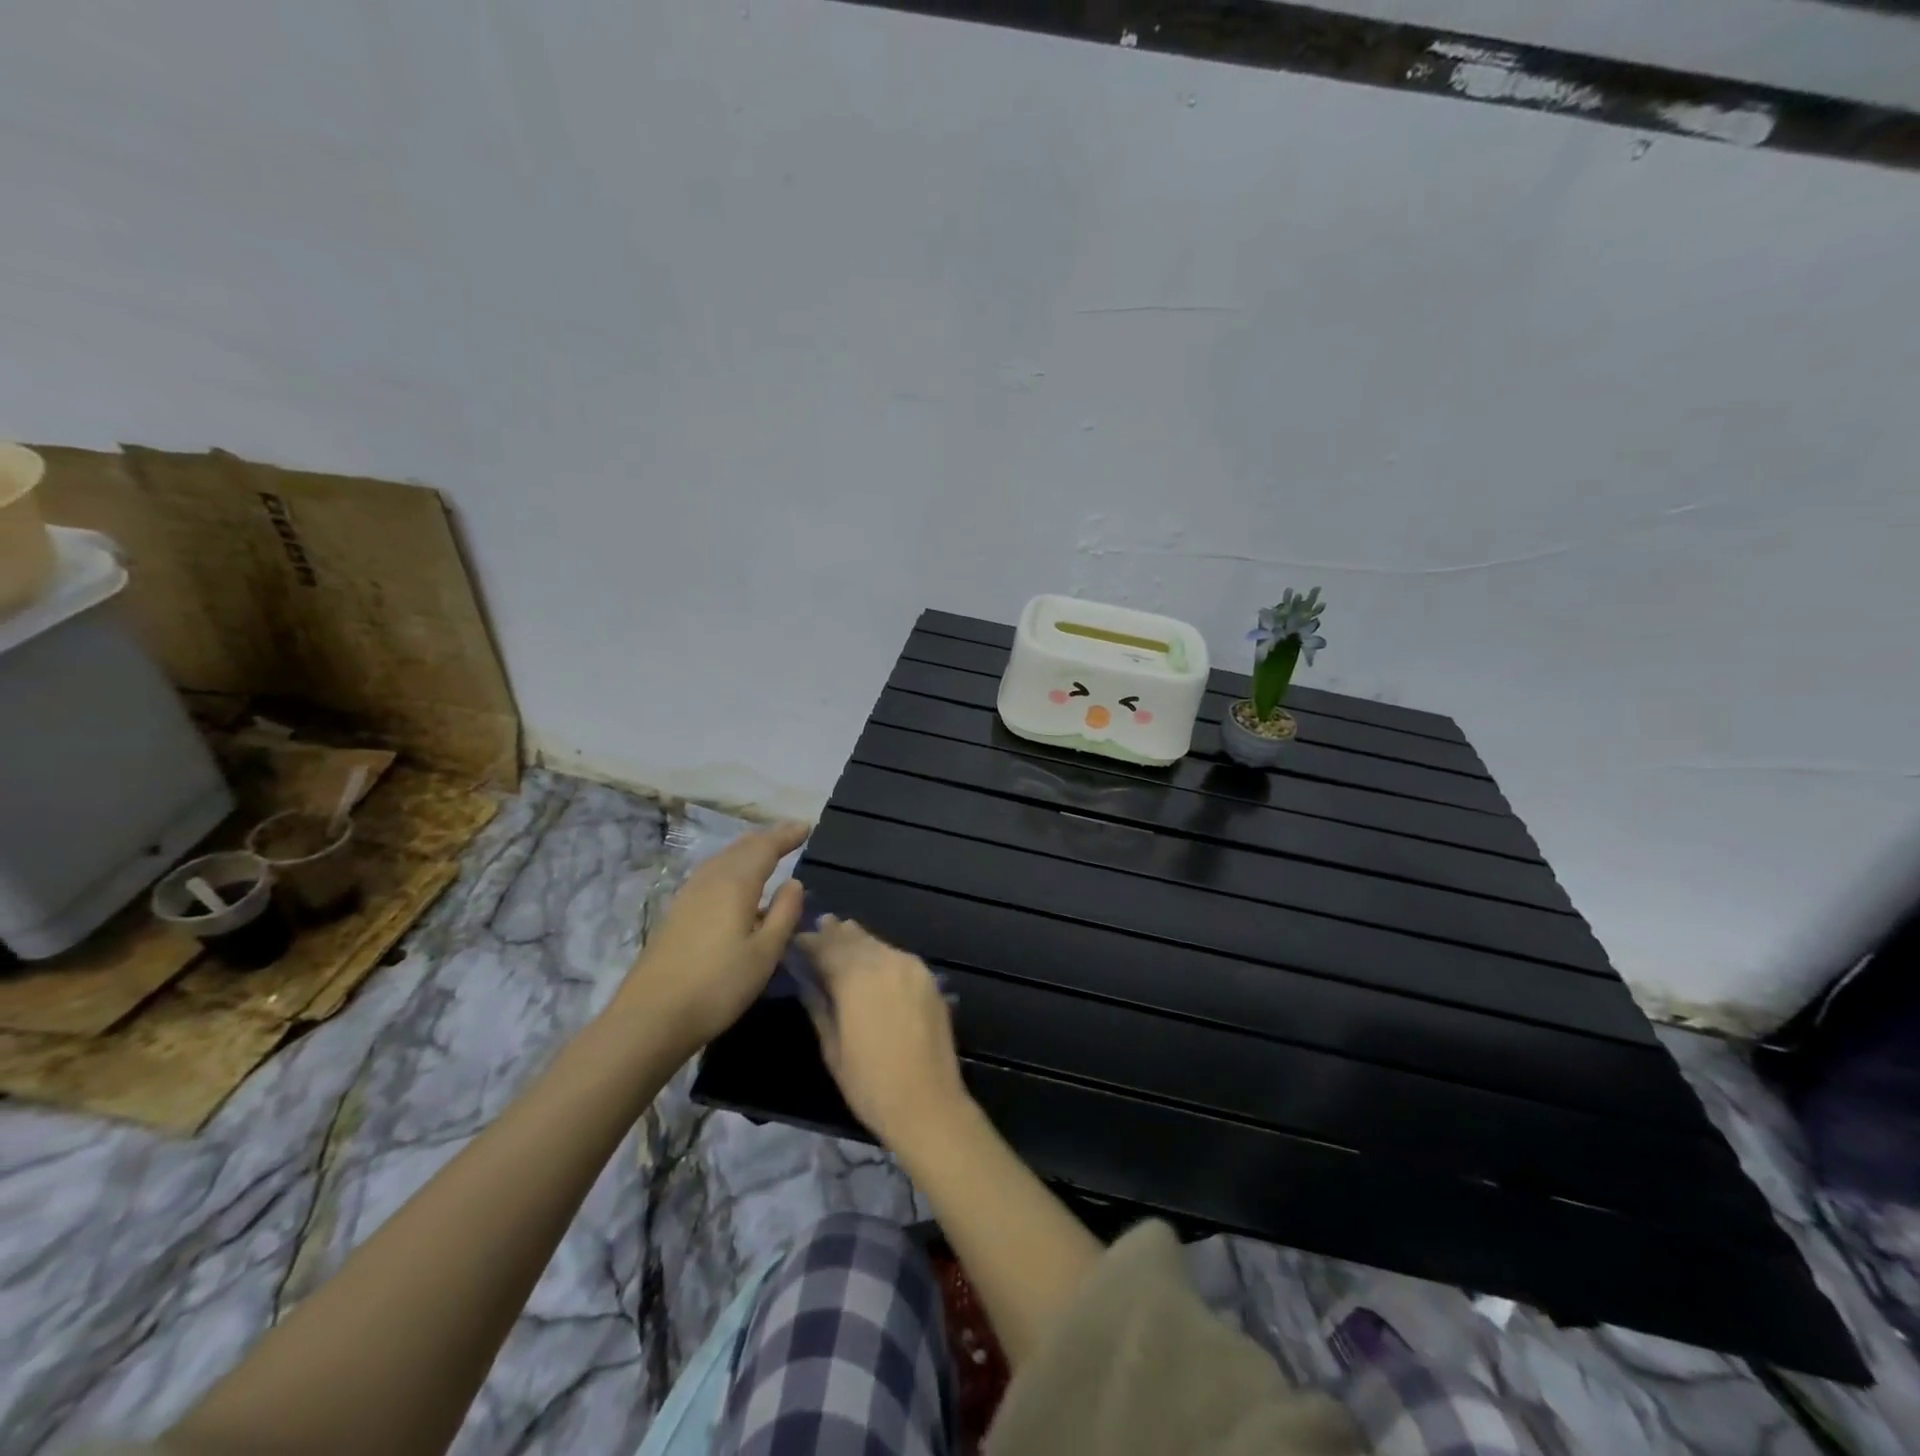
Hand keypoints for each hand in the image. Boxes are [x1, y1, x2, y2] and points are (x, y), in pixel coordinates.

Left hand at [619, 822, 808, 1052]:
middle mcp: (710, 880)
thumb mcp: (765, 953)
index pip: (765, 848)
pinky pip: (710, 874)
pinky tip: (733, 883)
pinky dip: (730, 866)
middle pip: (741, 848)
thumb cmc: (719, 985)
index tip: (805, 827)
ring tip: (765, 851)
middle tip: (789, 833)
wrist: (651, 1017)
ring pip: (722, 859)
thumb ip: (784, 914)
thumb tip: (794, 883)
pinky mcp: (676, 913)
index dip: (786, 836)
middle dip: (767, 838)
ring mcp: (688, 896)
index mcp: (735, 884)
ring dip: (746, 850)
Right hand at [796, 916, 968, 1151]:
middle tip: (819, 925)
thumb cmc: (870, 1084)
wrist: (928, 1103)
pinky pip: (897, 956)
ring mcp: (912, 968)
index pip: (826, 948)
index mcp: (857, 978)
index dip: (809, 943)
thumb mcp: (832, 1048)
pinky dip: (880, 953)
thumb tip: (807, 981)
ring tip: (842, 932)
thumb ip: (819, 1006)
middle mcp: (886, 962)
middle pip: (854, 940)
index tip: (795, 941)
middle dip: (834, 934)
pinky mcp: (929, 979)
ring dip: (858, 940)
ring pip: (878, 944)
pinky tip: (872, 959)